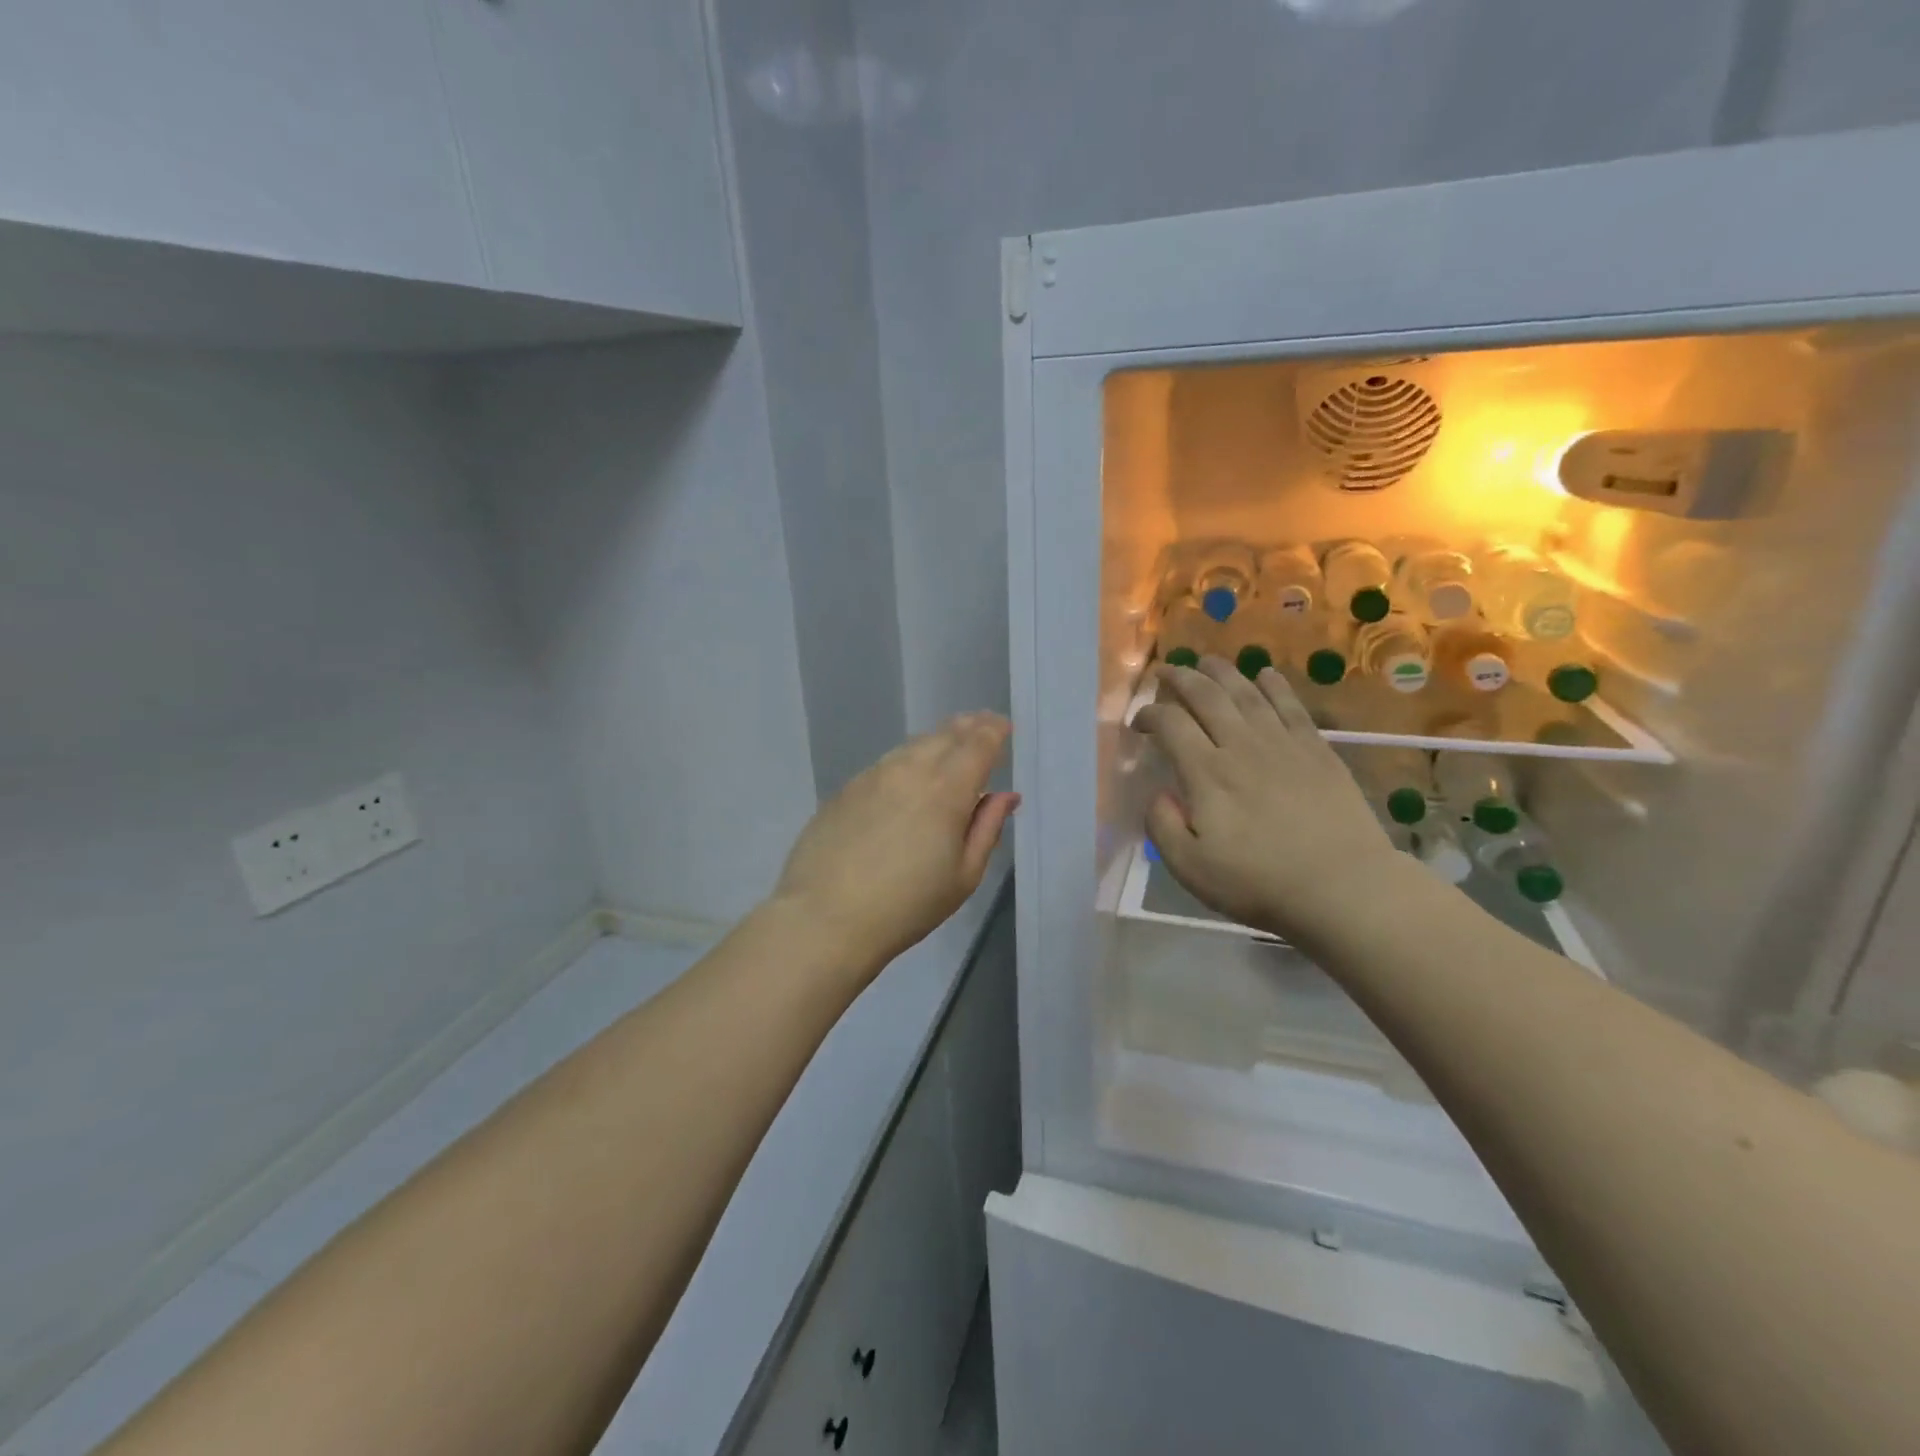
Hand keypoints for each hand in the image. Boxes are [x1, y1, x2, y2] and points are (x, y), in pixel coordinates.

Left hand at [771, 713, 1018, 977]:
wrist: (824, 918)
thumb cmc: (906, 906)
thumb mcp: (963, 876)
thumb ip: (987, 828)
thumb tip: (1005, 795)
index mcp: (947, 789)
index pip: (978, 743)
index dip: (995, 730)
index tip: (1004, 727)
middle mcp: (910, 770)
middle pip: (945, 734)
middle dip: (968, 727)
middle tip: (982, 727)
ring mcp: (873, 776)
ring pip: (913, 745)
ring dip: (937, 740)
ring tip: (949, 747)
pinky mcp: (846, 789)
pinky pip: (886, 763)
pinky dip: (907, 760)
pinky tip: (908, 776)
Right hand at [1133, 658, 1396, 939]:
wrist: (1342, 887)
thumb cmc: (1259, 882)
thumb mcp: (1190, 868)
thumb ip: (1163, 826)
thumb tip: (1158, 794)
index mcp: (1206, 773)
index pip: (1170, 724)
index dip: (1149, 715)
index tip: (1139, 724)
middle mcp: (1241, 746)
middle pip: (1206, 696)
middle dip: (1181, 678)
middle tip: (1166, 671)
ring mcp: (1282, 743)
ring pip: (1246, 692)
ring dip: (1222, 672)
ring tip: (1206, 661)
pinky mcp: (1316, 750)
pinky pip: (1290, 705)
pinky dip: (1274, 685)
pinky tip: (1265, 674)